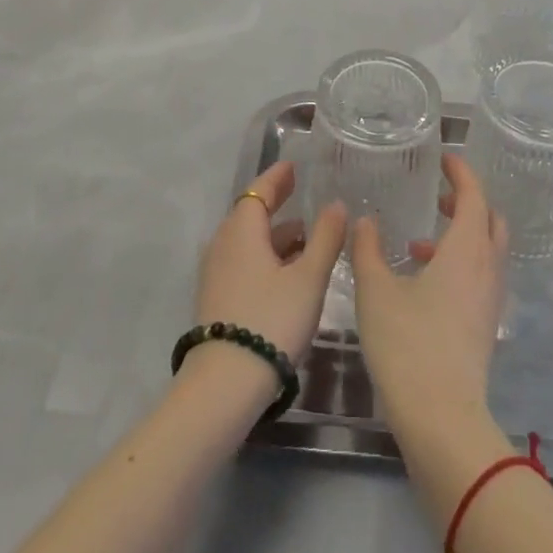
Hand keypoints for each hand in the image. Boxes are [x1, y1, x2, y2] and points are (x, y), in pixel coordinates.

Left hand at [195, 160, 346, 366]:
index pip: (259, 190)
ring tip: (304, 236)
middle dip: (276, 203)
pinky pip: (243, 262)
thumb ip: (325, 238)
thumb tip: (336, 204)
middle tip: (299, 192)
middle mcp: (224, 244)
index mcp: (242, 230)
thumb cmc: (271, 320)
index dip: (277, 177)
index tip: (292, 167)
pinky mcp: (216, 300)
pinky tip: (286, 272)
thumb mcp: (308, 278)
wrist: (224, 385)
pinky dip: (265, 256)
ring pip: (248, 241)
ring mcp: (216, 273)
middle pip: (251, 214)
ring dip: (274, 234)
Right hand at [350, 153, 509, 432]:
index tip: (444, 159)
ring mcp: (491, 299)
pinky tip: (423, 282)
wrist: (442, 420)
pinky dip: (460, 264)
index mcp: (467, 248)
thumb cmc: (408, 344)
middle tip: (438, 198)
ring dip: (461, 236)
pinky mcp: (486, 325)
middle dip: (467, 202)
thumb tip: (364, 220)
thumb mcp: (376, 291)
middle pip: (490, 220)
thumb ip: (367, 249)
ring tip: (418, 244)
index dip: (461, 172)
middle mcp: (487, 267)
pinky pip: (481, 276)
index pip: (474, 194)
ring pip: (487, 250)